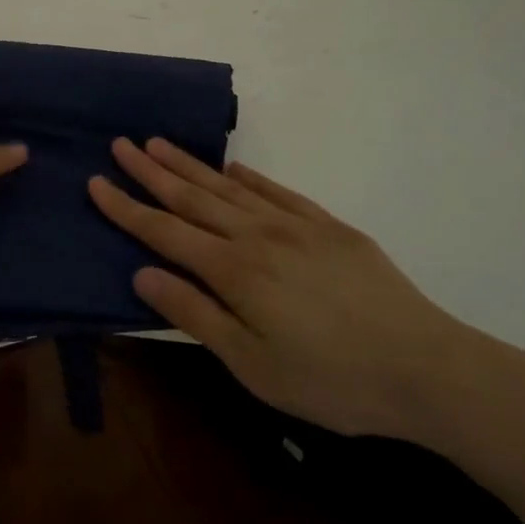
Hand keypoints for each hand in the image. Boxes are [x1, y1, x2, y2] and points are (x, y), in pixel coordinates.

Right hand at [89, 137, 486, 440]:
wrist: (428, 368)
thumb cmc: (332, 380)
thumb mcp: (253, 366)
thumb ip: (195, 315)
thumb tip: (142, 274)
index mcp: (233, 270)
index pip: (163, 231)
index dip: (126, 208)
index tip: (96, 182)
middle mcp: (256, 235)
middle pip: (191, 197)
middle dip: (150, 171)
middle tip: (120, 144)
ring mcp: (295, 225)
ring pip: (228, 188)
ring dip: (189, 165)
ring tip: (158, 143)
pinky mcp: (329, 226)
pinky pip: (277, 192)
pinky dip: (249, 178)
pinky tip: (232, 169)